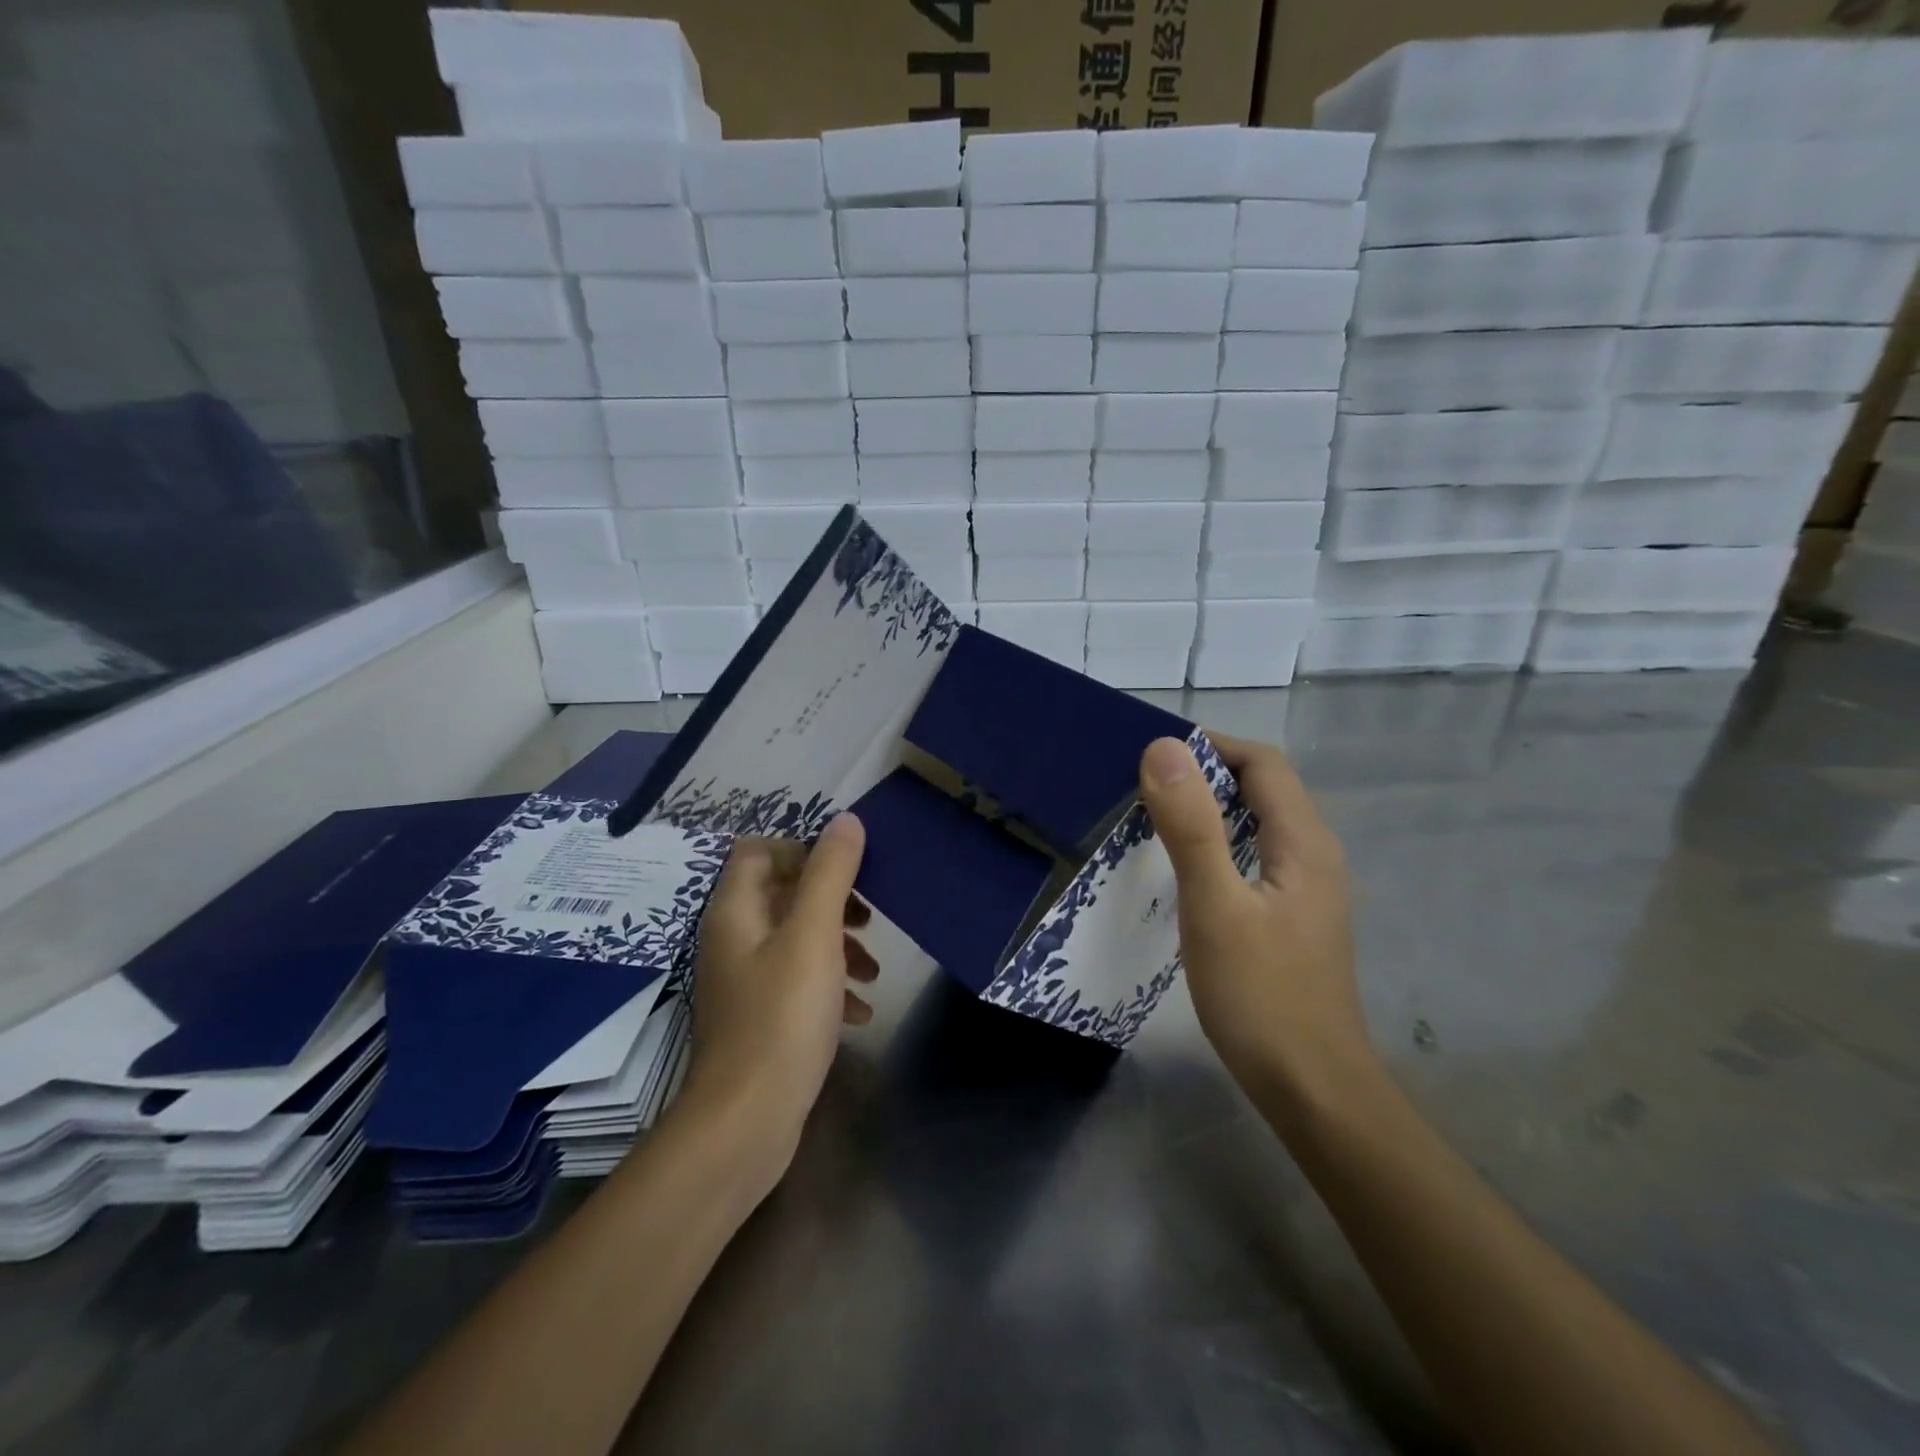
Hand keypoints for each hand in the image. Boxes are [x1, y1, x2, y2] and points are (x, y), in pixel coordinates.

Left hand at [680, 814, 875, 1174]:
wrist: (746, 1122)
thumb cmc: (781, 1018)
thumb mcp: (814, 936)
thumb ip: (830, 874)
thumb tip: (846, 821)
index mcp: (736, 912)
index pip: (759, 852)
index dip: (802, 850)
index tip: (846, 870)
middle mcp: (733, 940)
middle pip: (783, 894)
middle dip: (831, 900)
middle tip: (868, 917)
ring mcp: (745, 982)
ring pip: (796, 940)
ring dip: (838, 945)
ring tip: (873, 969)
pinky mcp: (761, 1018)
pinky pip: (799, 982)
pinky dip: (830, 986)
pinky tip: (860, 1012)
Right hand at [1138, 734, 1371, 1111]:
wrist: (1311, 1089)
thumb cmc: (1261, 996)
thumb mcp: (1214, 907)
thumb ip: (1191, 827)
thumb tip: (1164, 748)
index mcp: (1303, 842)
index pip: (1262, 763)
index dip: (1211, 746)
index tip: (1152, 755)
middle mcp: (1313, 855)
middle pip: (1262, 788)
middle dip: (1204, 775)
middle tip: (1141, 786)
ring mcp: (1306, 889)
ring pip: (1257, 824)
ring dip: (1209, 810)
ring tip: (1153, 819)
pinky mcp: (1292, 917)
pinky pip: (1254, 856)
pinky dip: (1218, 845)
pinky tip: (1183, 870)